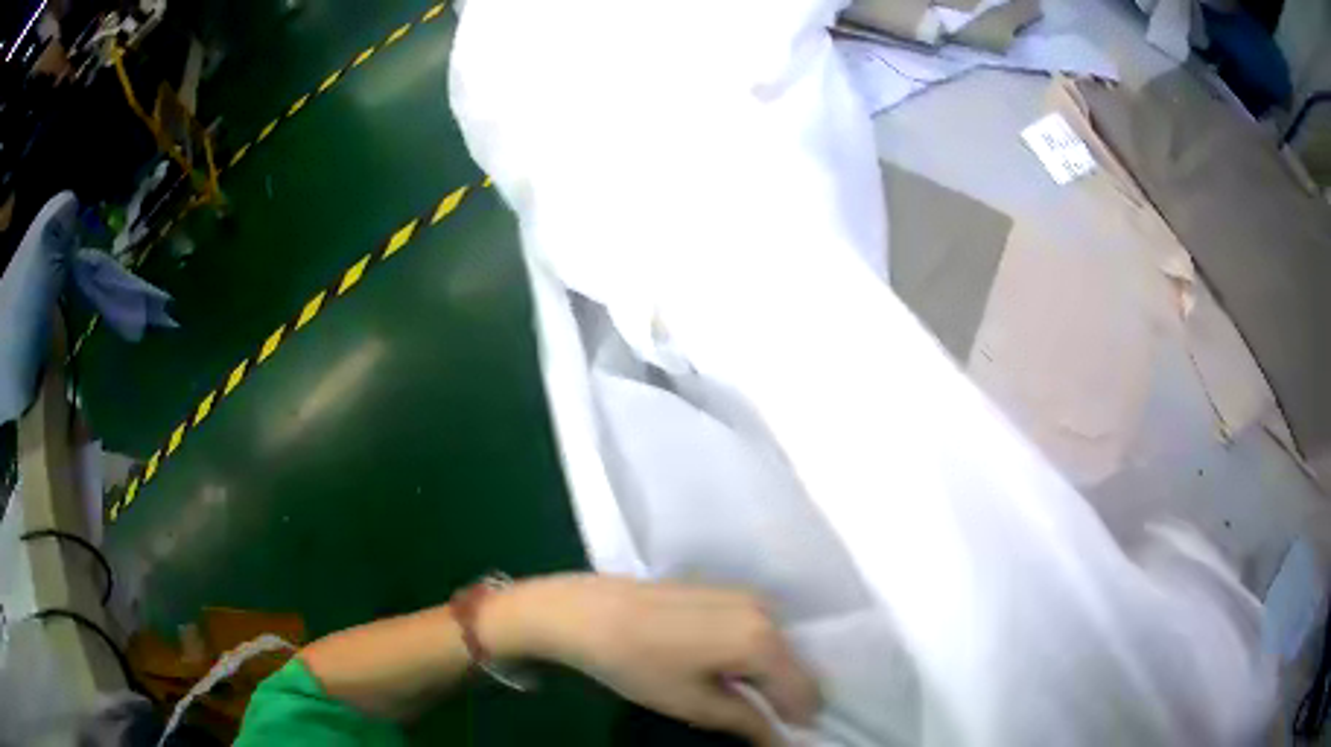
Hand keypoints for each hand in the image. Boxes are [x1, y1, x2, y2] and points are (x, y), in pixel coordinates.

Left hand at [493, 575, 819, 745]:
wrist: (586, 612)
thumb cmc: (639, 664)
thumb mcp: (695, 704)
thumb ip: (748, 723)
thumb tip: (781, 742)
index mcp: (764, 641)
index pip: (805, 690)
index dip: (797, 719)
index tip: (780, 737)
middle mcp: (766, 610)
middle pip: (795, 665)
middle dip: (784, 696)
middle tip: (757, 720)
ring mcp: (746, 594)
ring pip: (779, 646)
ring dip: (769, 674)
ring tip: (738, 696)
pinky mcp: (726, 589)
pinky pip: (759, 627)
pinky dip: (754, 652)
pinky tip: (724, 668)